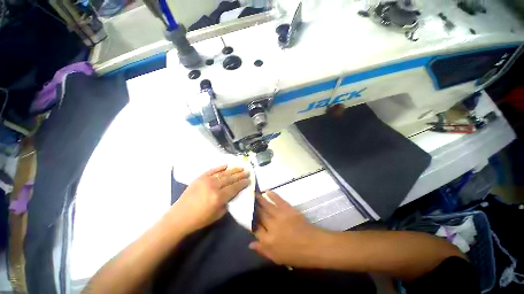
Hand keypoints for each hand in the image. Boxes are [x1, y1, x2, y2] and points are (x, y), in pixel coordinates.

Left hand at [168, 165, 249, 232]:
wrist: (179, 217)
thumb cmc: (200, 219)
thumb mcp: (218, 214)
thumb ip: (228, 202)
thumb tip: (234, 193)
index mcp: (219, 197)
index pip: (235, 187)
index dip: (243, 183)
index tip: (249, 180)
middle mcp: (214, 186)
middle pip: (231, 178)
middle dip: (240, 175)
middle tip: (247, 171)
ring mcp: (206, 180)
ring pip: (223, 173)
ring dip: (233, 170)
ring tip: (241, 167)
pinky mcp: (200, 177)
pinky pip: (212, 170)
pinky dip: (220, 167)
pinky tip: (226, 165)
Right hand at [249, 191, 328, 267]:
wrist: (314, 245)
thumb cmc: (296, 255)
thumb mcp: (277, 258)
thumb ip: (263, 250)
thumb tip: (250, 244)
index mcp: (268, 240)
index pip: (255, 229)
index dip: (250, 222)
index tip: (247, 216)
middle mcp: (271, 226)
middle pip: (259, 215)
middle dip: (253, 208)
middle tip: (248, 201)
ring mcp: (279, 216)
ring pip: (266, 206)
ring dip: (259, 199)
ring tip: (254, 194)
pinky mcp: (288, 209)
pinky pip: (278, 200)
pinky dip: (272, 195)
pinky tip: (267, 191)